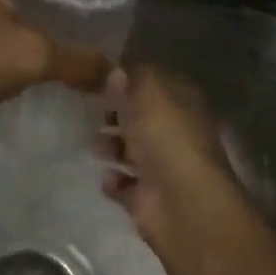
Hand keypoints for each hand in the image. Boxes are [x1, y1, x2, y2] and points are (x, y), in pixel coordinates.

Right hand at [95, 65, 242, 246]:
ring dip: (110, 147)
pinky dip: (113, 180)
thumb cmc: (165, 136)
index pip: (152, 83)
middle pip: (140, 117)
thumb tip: (114, 72)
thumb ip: (128, 78)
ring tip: (98, 147)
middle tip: (93, 112)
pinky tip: (109, 177)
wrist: (181, 202)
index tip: (97, 79)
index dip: (127, 79)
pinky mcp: (147, 197)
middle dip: (115, 115)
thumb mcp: (146, 91)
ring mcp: (162, 166)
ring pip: (129, 150)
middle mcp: (175, 132)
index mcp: (182, 102)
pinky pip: (123, 184)